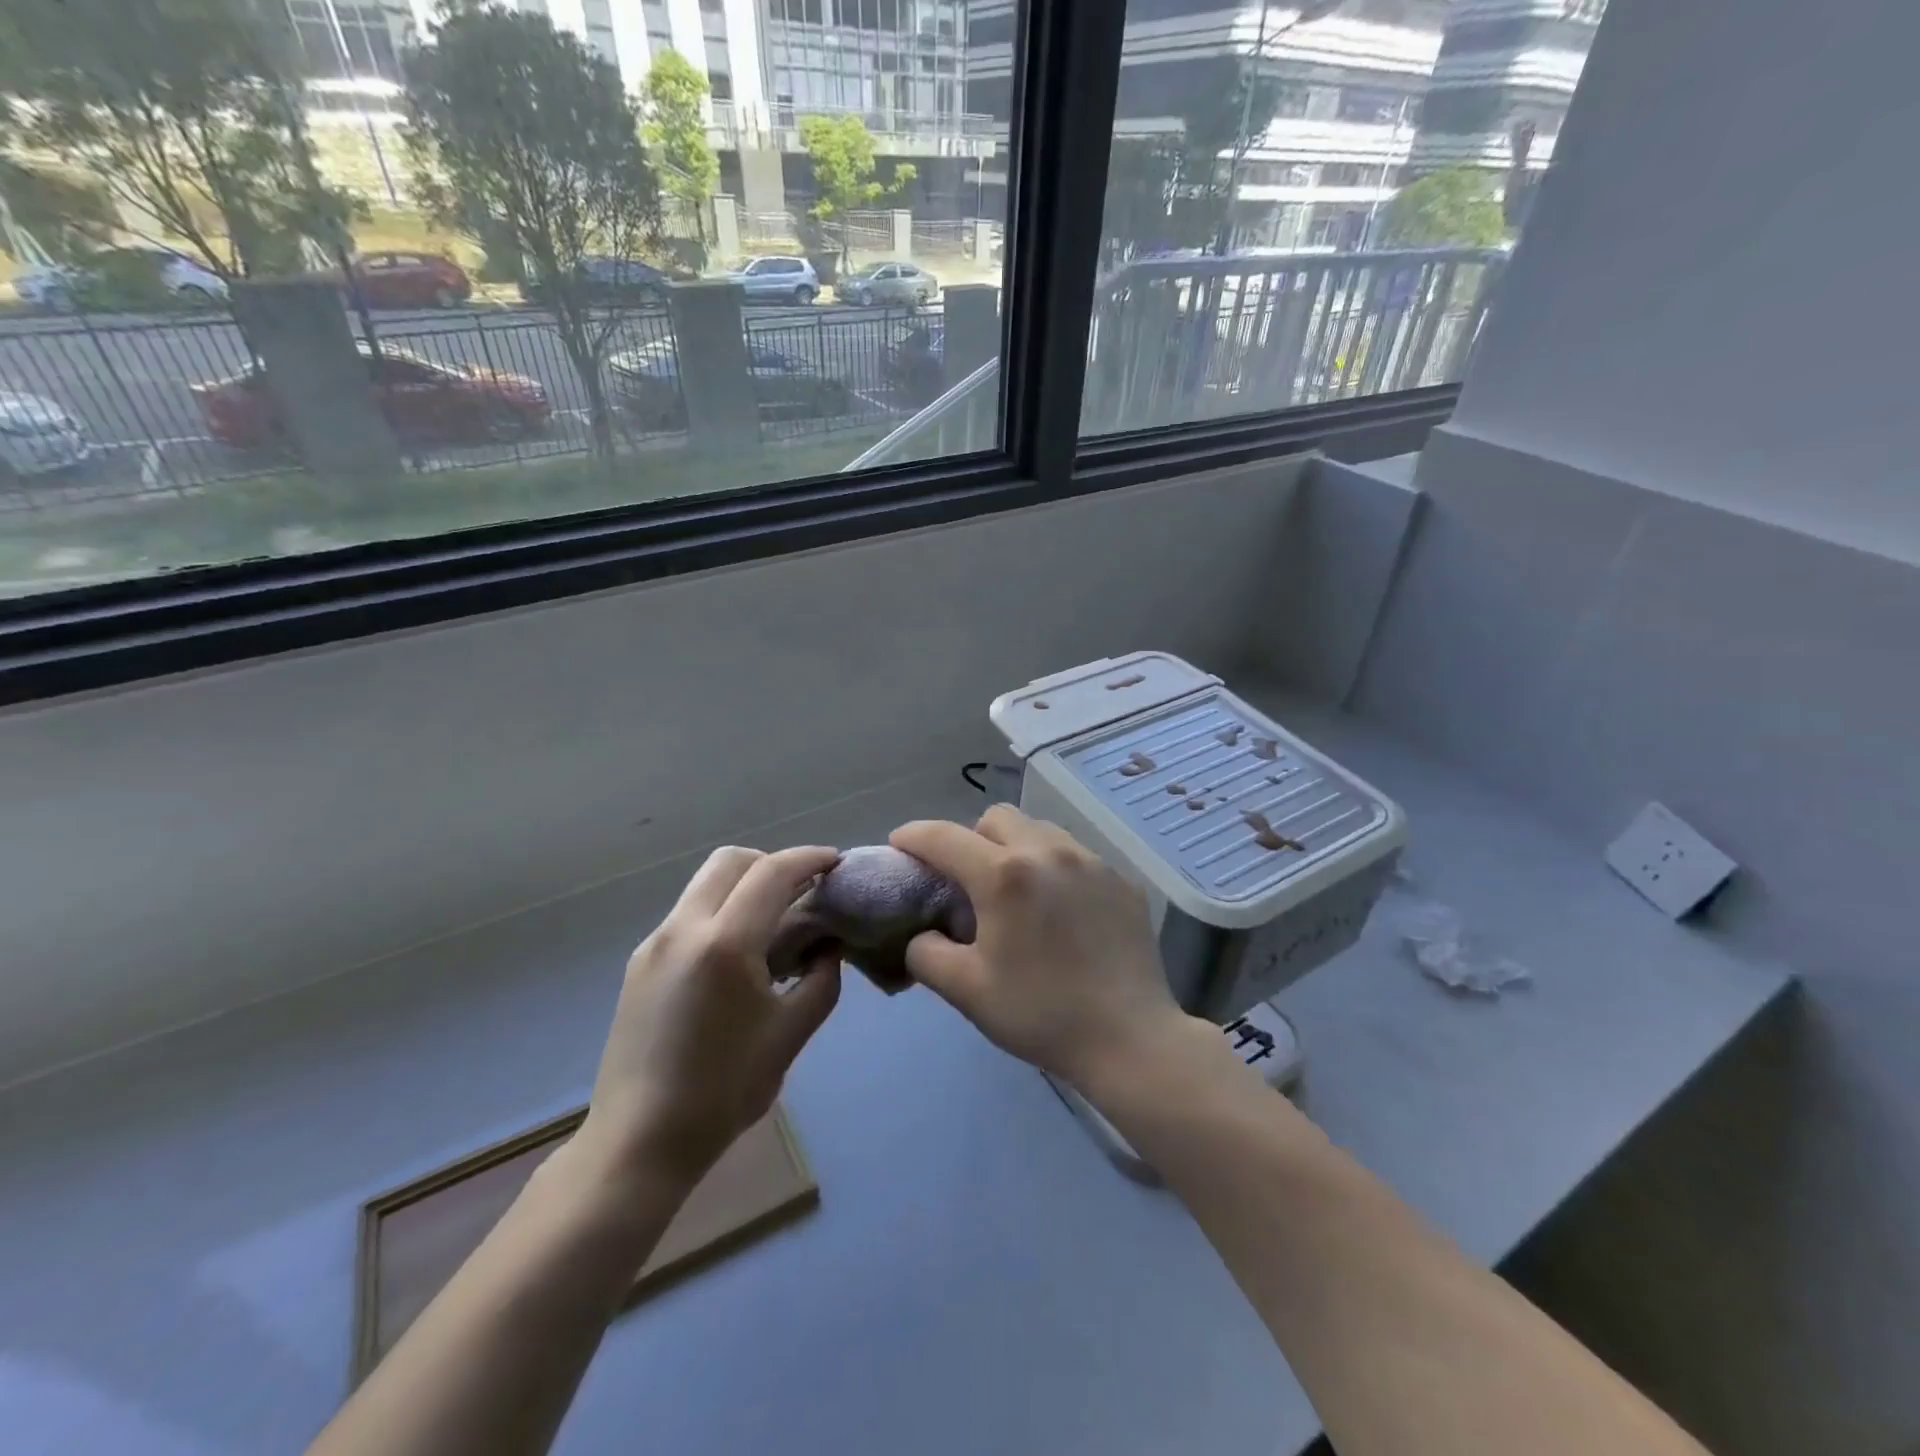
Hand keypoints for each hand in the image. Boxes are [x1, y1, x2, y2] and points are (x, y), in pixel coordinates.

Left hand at [579, 846, 842, 1184]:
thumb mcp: (790, 1035)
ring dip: (744, 885)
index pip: (772, 873)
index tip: (835, 863)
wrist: (638, 1141)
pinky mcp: (639, 964)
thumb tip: (829, 947)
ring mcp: (654, 944)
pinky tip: (738, 956)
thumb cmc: (724, 1091)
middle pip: (731, 861)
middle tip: (803, 890)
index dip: (809, 859)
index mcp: (724, 943)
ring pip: (705, 884)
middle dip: (772, 863)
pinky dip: (721, 911)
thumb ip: (822, 980)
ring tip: (774, 924)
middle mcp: (683, 929)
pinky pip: (689, 914)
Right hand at [890, 806, 1185, 1089]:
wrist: (1130, 1039)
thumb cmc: (1040, 1014)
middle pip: (996, 817)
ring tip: (1017, 892)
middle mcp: (1048, 852)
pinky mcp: (1122, 880)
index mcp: (1004, 875)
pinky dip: (1055, 870)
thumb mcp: (966, 990)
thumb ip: (926, 953)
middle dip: (970, 838)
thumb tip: (923, 933)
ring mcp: (1092, 862)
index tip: (899, 845)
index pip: (943, 836)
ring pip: (1040, 830)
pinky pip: (1076, 856)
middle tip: (967, 880)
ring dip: (1016, 848)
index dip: (912, 836)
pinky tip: (1062, 912)